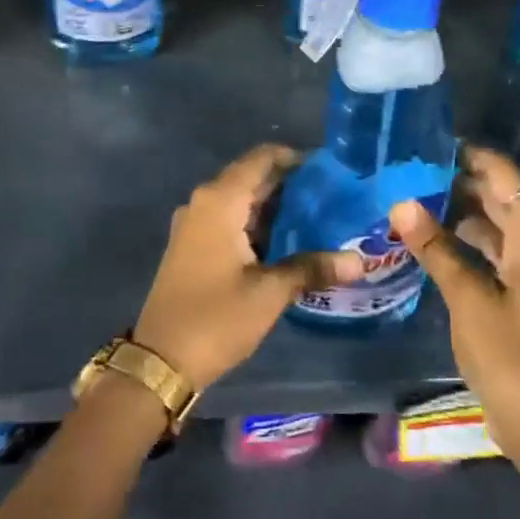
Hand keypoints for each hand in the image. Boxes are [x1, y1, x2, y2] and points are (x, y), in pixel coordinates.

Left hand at [133, 144, 362, 391]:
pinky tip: (287, 241)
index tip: (330, 168)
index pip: (260, 159)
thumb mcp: (269, 292)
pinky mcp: (192, 247)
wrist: (161, 360)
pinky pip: (229, 221)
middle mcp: (203, 203)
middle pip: (251, 178)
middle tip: (333, 196)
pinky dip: (256, 225)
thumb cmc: (216, 318)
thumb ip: (312, 268)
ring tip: (319, 217)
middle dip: (289, 184)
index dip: (295, 158)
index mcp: (219, 202)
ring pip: (240, 202)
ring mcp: (194, 225)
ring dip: (274, 207)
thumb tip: (358, 262)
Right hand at [389, 146, 519, 482]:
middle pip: (500, 196)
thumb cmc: (512, 360)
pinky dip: (464, 240)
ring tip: (410, 196)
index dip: (470, 155)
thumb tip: (401, 202)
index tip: (426, 142)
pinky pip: (492, 249)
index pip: (505, 176)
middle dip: (458, 180)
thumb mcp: (468, 301)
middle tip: (407, 168)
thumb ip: (435, 249)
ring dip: (458, 210)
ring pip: (494, 223)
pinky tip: (428, 239)